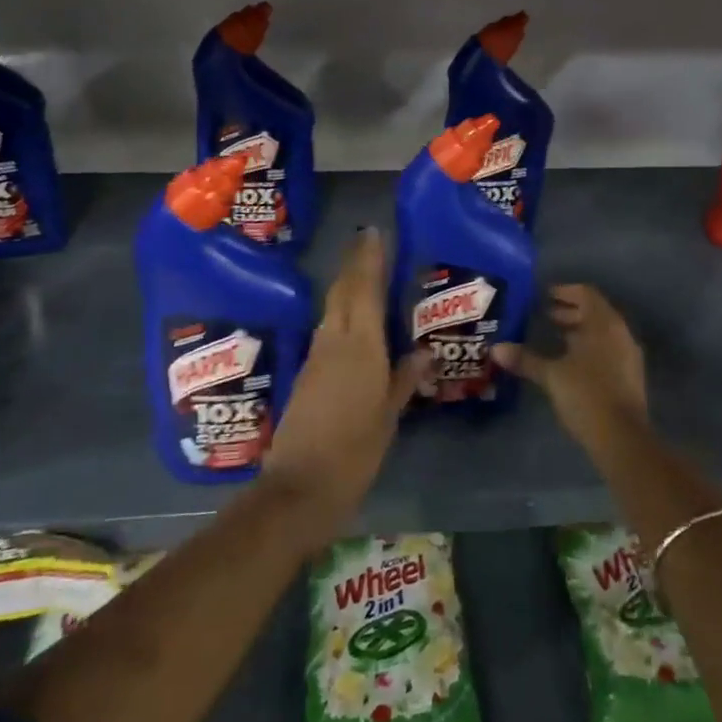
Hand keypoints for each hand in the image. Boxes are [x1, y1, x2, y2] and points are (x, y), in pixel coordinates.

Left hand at [263, 228, 424, 543]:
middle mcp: (334, 342)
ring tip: (365, 273)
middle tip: (369, 242)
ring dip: (347, 287)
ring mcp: (316, 358)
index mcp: (359, 346)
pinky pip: (328, 331)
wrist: (299, 488)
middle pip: (344, 293)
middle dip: (355, 265)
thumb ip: (405, 379)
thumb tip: (423, 352)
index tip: (373, 233)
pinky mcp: (307, 375)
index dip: (369, 260)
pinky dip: (341, 314)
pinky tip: (352, 320)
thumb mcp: (388, 416)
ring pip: (333, 310)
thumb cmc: (354, 451)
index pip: (364, 290)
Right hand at [512, 285, 647, 449]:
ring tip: (554, 337)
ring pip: (602, 332)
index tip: (544, 296)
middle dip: (570, 311)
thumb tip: (496, 348)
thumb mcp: (551, 375)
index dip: (565, 291)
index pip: (587, 294)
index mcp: (604, 324)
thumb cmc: (586, 395)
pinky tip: (570, 362)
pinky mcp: (629, 376)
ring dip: (579, 330)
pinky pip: (607, 349)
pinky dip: (589, 347)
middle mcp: (620, 333)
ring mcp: (628, 355)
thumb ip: (525, 359)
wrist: (622, 438)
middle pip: (596, 312)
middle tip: (545, 315)